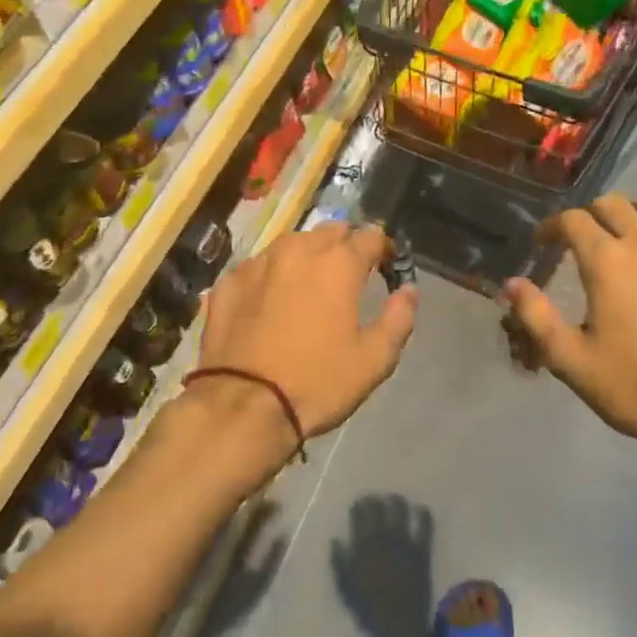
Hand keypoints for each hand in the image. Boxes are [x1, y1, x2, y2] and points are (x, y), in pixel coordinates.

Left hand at [198, 223, 417, 455]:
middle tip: (348, 276)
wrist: (243, 405)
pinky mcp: (227, 282)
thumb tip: (409, 291)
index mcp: (339, 264)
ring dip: (305, 256)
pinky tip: (269, 301)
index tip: (386, 267)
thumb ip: (398, 319)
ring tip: (308, 284)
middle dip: (344, 246)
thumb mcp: (374, 360)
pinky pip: (257, 267)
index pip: (371, 236)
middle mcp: (298, 250)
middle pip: (329, 231)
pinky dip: (270, 276)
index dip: (383, 249)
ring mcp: (258, 263)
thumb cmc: (318, 382)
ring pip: (290, 243)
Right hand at [503, 193, 636, 496]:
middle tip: (581, 241)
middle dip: (589, 216)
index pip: (572, 220)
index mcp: (606, 260)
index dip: (552, 227)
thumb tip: (511, 284)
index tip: (543, 244)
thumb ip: (535, 317)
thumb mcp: (572, 361)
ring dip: (635, 213)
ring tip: (628, 238)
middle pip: (612, 204)